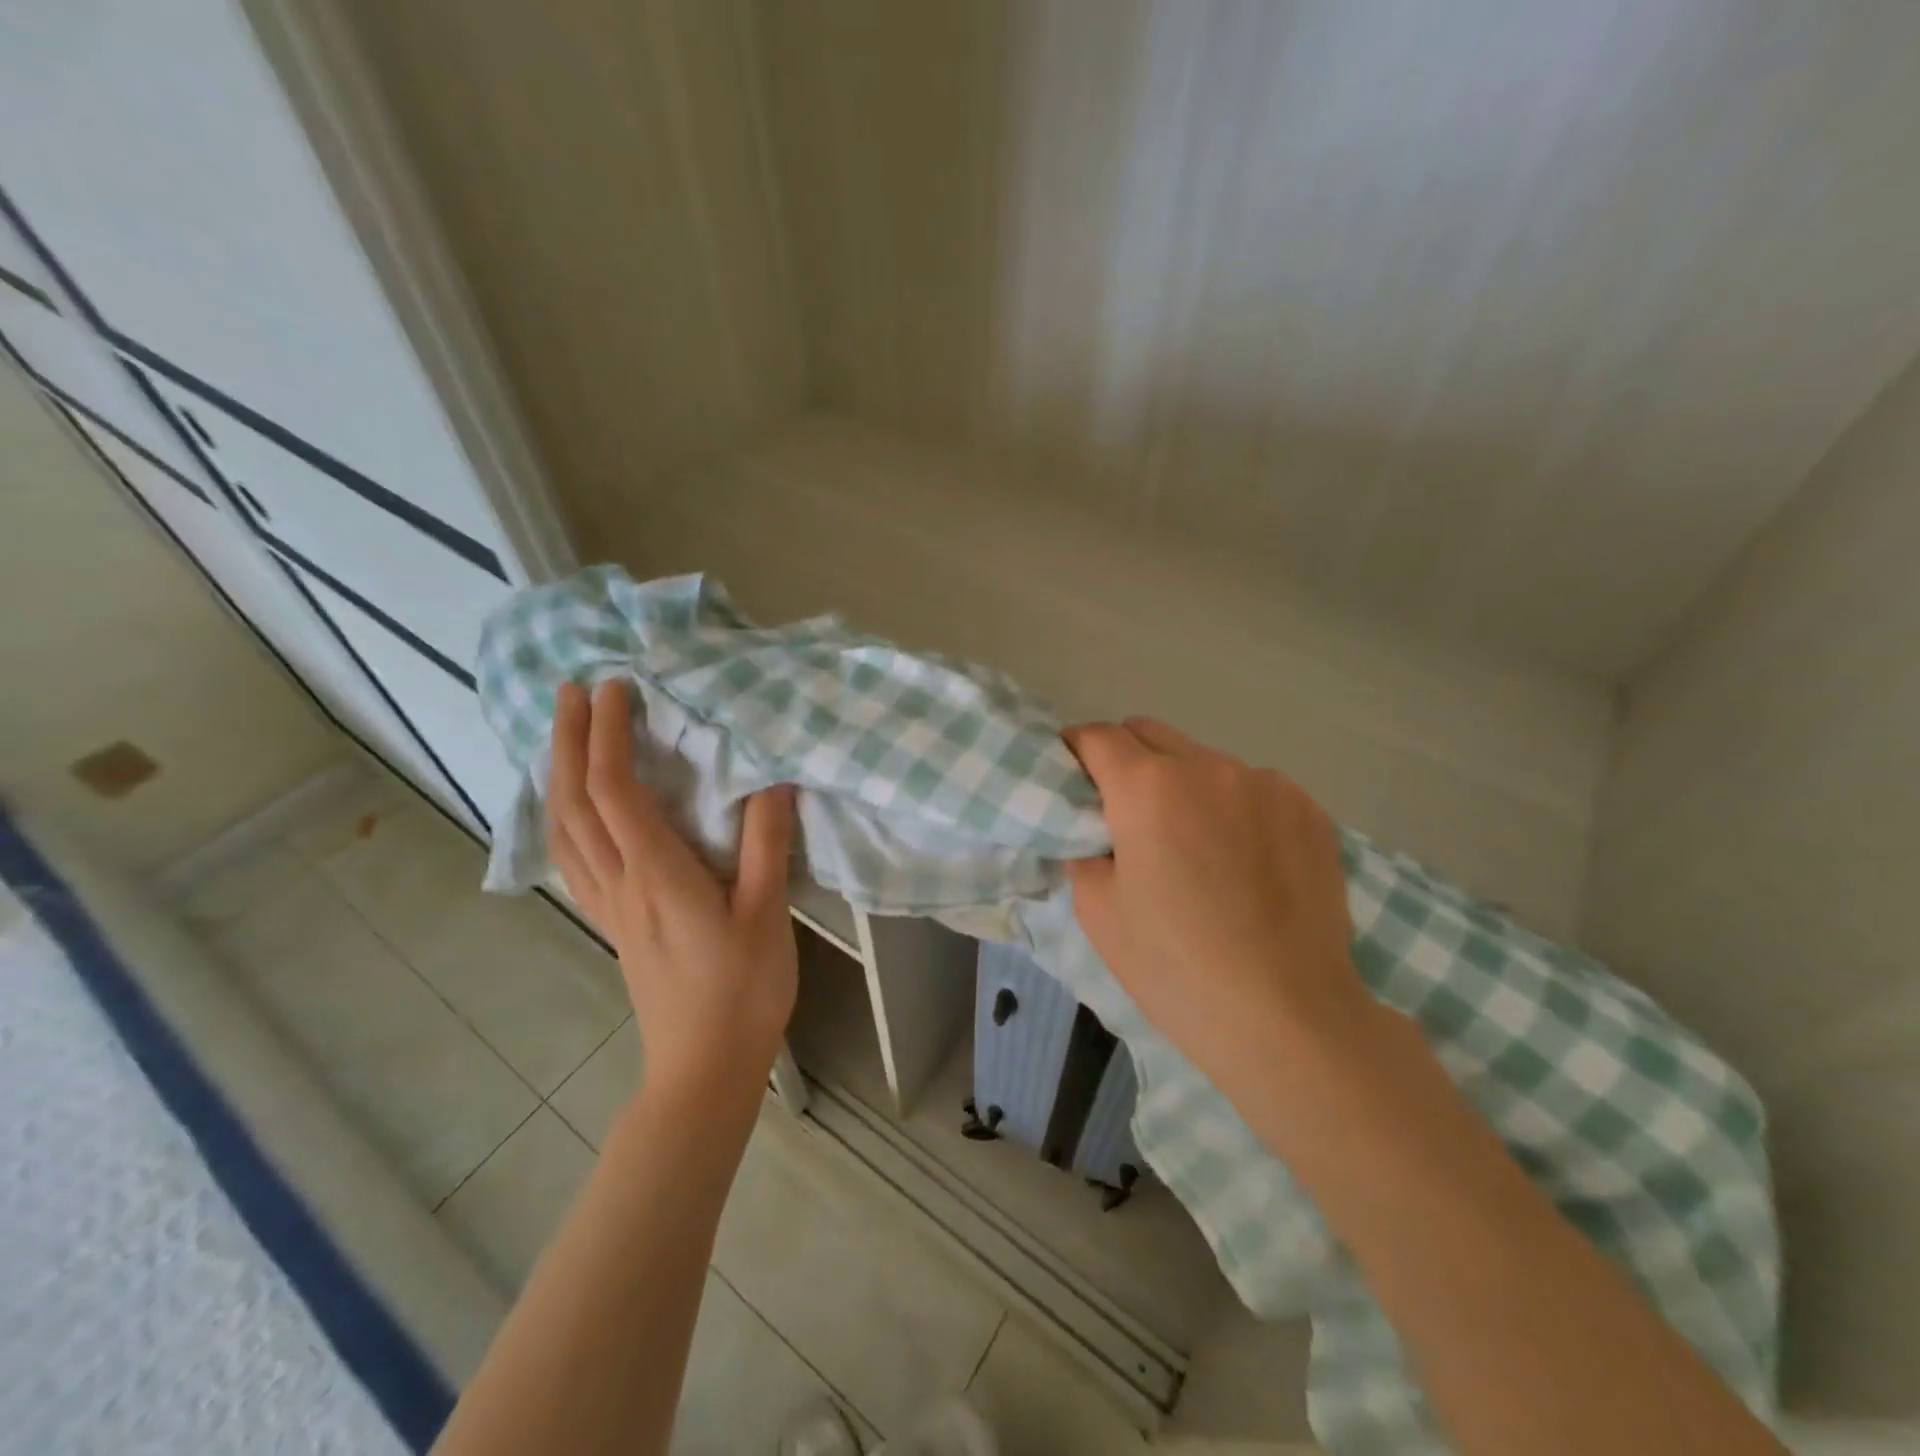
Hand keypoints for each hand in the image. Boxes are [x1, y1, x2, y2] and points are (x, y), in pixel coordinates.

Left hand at [548, 680, 796, 1103]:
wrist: (704, 1067)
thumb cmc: (743, 990)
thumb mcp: (767, 913)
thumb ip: (766, 843)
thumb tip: (772, 778)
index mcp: (657, 874)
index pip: (616, 790)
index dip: (608, 735)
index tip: (616, 689)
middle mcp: (619, 883)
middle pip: (574, 802)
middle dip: (568, 741)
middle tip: (571, 692)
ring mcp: (608, 905)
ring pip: (563, 830)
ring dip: (557, 775)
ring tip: (564, 736)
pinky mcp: (613, 922)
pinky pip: (572, 856)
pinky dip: (562, 816)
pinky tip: (572, 808)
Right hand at [1064, 717, 1372, 1085]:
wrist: (1287, 1017)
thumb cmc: (1175, 967)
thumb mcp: (1098, 911)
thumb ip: (1084, 849)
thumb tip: (1097, 830)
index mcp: (1148, 787)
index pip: (1098, 736)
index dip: (1076, 752)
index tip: (1073, 779)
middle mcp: (1209, 767)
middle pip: (1150, 733)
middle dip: (1126, 760)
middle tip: (1126, 815)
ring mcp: (1267, 784)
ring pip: (1204, 761)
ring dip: (1185, 785)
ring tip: (1197, 848)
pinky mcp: (1309, 810)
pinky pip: (1254, 789)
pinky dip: (1235, 808)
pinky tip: (1246, 862)